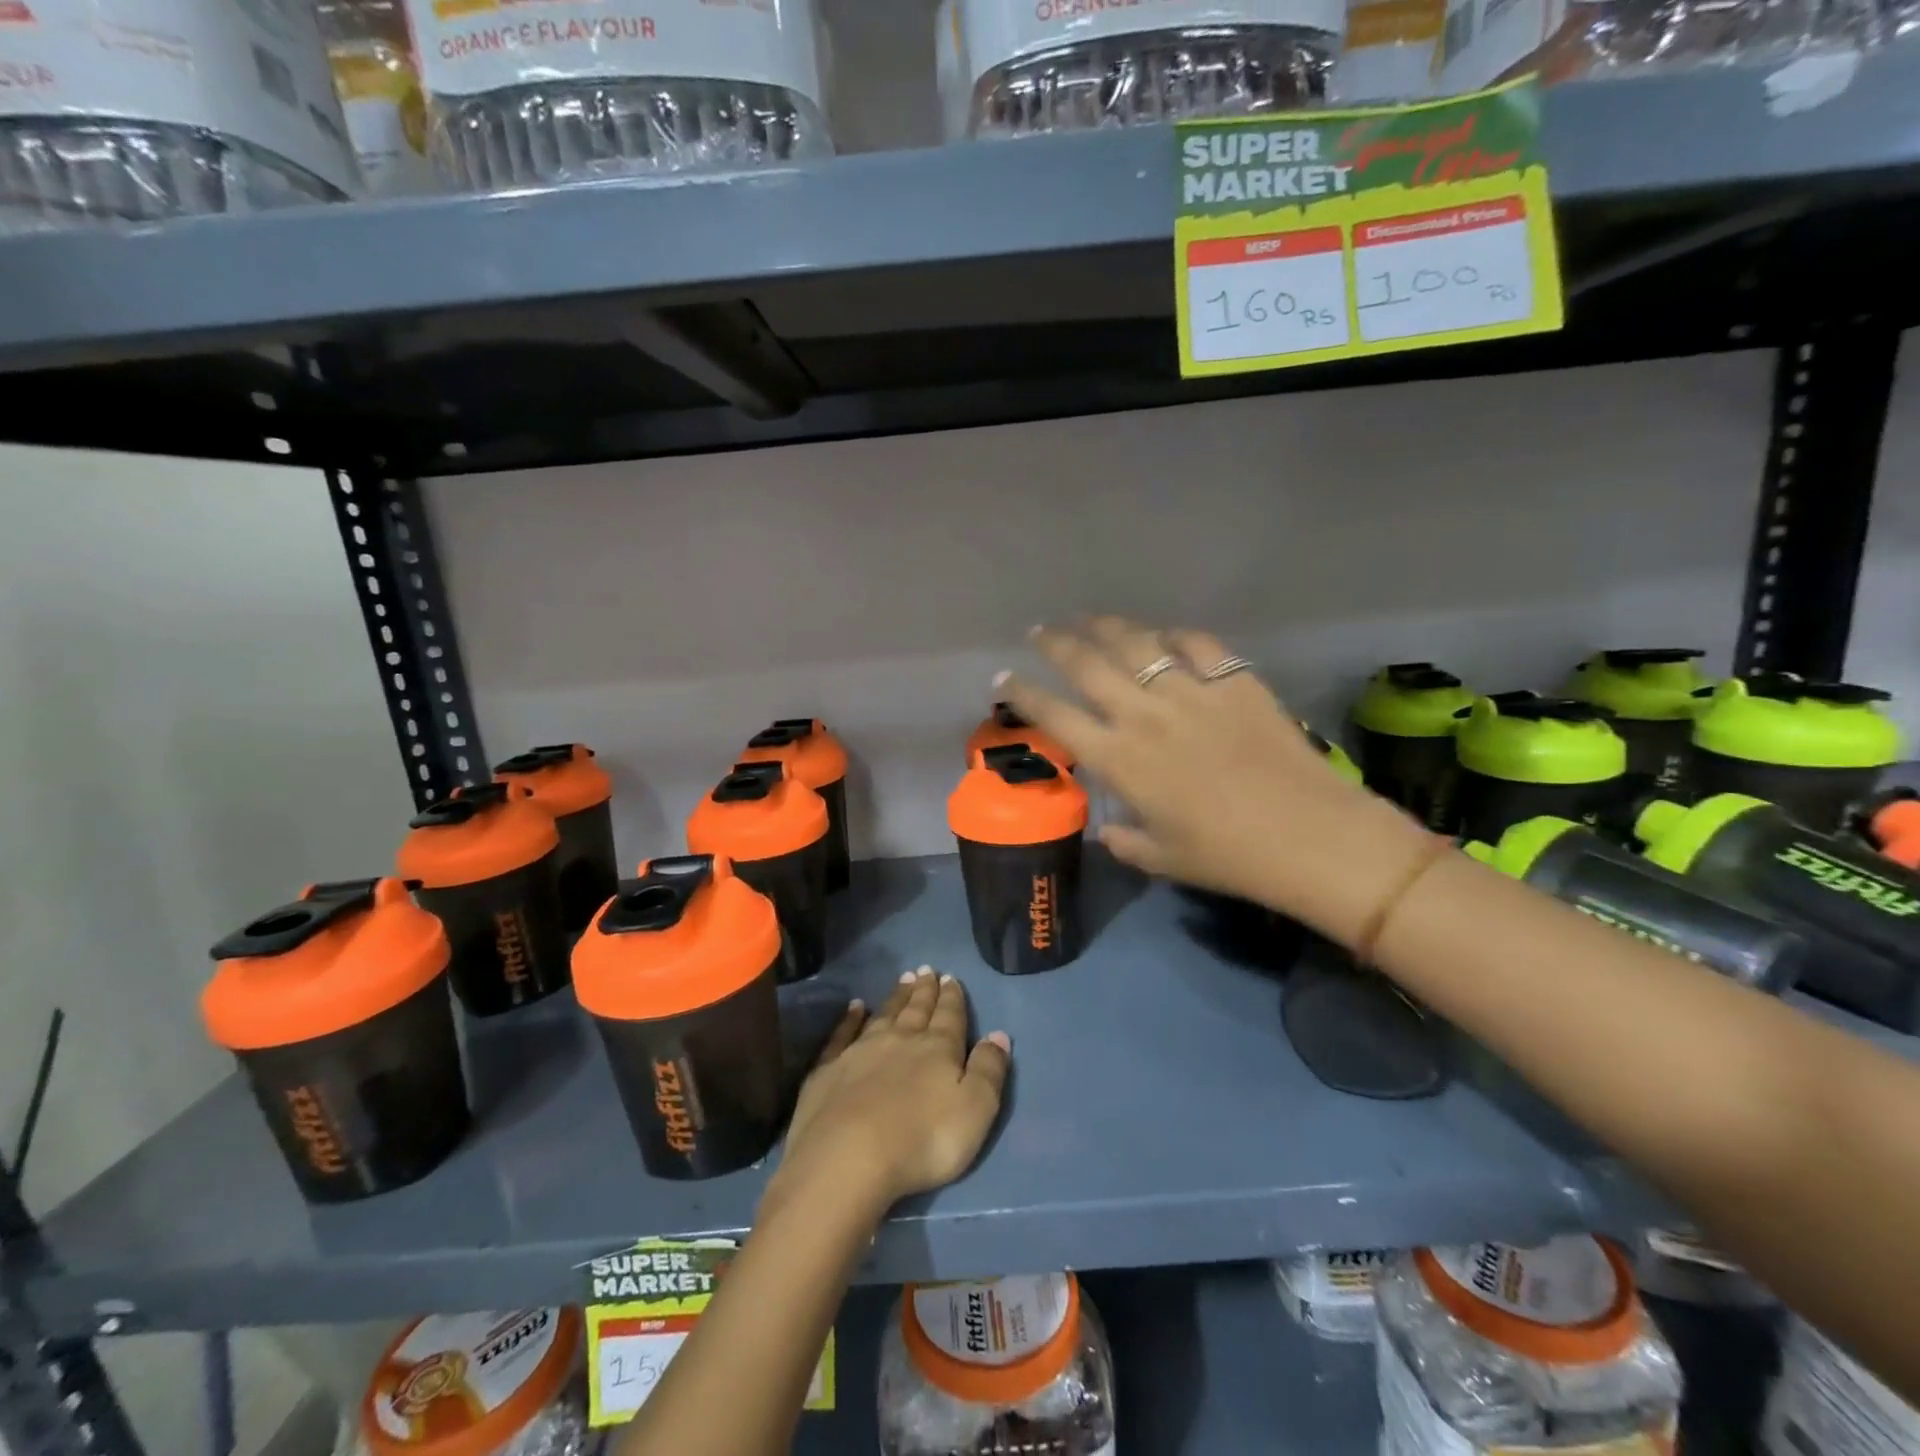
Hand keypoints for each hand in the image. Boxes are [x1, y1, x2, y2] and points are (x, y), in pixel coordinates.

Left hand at [774, 968, 1009, 1211]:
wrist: (847, 1158)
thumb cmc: (923, 1140)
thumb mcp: (974, 1110)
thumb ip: (988, 1070)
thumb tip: (999, 1034)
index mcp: (938, 1049)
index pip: (949, 1017)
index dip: (952, 998)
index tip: (950, 977)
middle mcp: (900, 1040)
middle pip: (916, 1010)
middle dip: (924, 991)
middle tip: (926, 971)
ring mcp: (860, 1051)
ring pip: (884, 1015)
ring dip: (896, 998)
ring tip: (904, 980)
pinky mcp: (829, 1069)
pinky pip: (843, 1034)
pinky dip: (850, 1019)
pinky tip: (855, 1007)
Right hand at [996, 616, 1436, 949]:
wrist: (1310, 837)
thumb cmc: (1229, 858)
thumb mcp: (1164, 859)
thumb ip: (1125, 841)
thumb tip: (1107, 829)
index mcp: (1120, 760)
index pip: (1055, 717)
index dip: (1023, 693)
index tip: (1004, 677)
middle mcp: (1145, 716)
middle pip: (1087, 665)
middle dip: (1055, 642)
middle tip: (1039, 629)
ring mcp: (1191, 692)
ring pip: (1136, 643)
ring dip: (1106, 627)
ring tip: (1089, 618)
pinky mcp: (1235, 681)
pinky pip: (1197, 644)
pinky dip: (1175, 635)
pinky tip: (1165, 635)